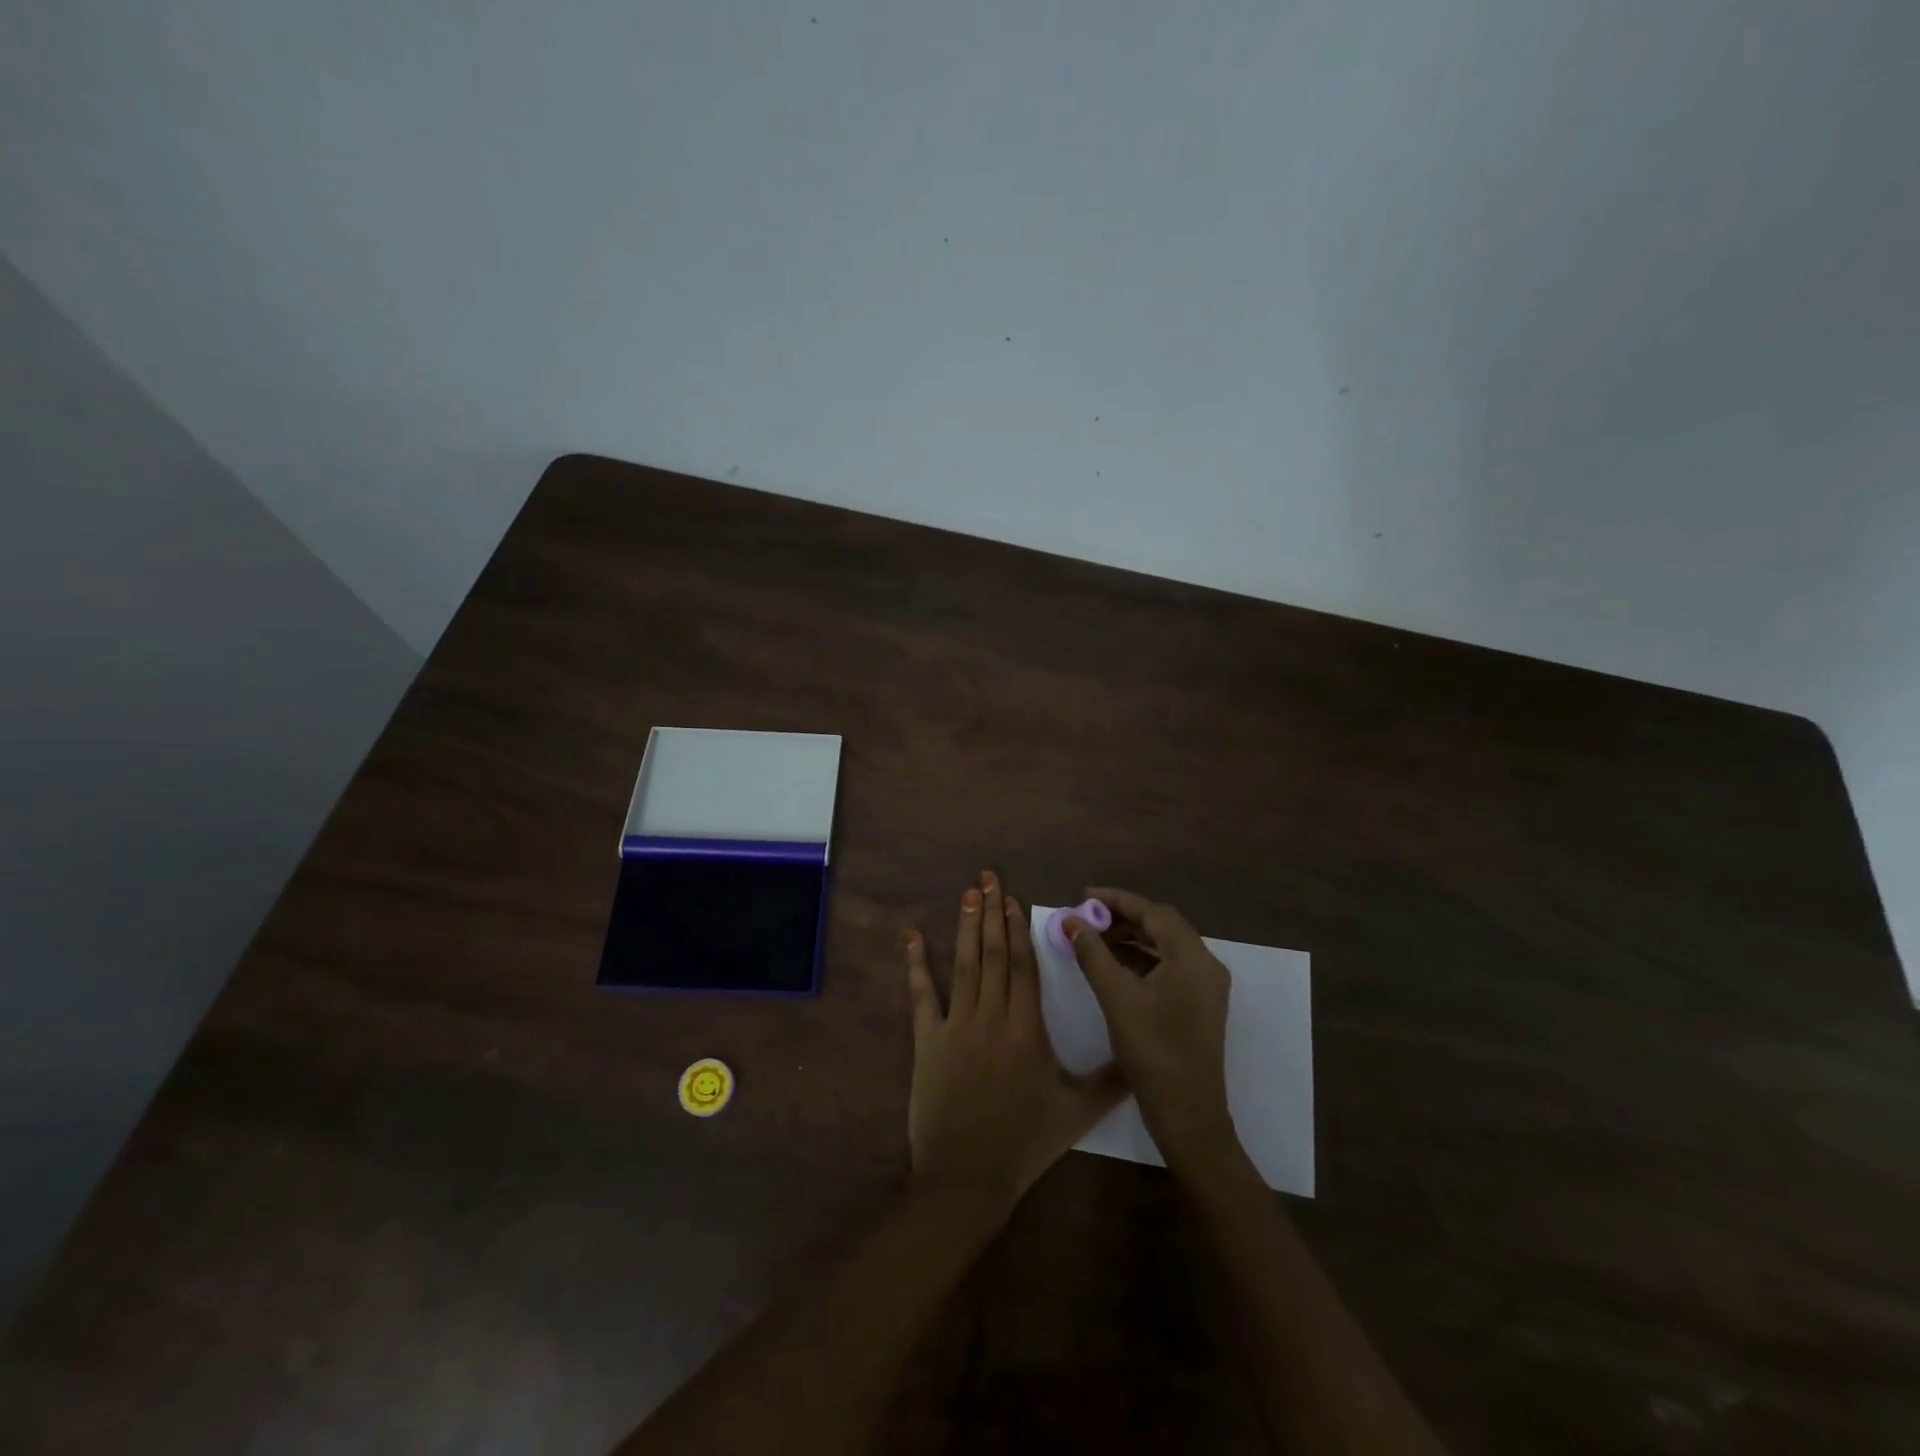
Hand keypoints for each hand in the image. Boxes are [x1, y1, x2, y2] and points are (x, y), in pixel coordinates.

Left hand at [906, 871, 1127, 1214]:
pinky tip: (912, 937)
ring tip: (967, 893)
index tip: (1013, 900)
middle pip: (993, 955)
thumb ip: (1111, 1081)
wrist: (968, 1176)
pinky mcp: (927, 1041)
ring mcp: (956, 1026)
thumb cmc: (1024, 1143)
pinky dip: (916, 965)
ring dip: (965, 927)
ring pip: (964, 966)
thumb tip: (1141, 1057)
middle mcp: (992, 1016)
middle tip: (987, 877)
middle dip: (991, 913)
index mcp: (1026, 1029)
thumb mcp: (1077, 1113)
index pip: (1023, 967)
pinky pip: (921, 996)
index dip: (1017, 930)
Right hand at [1063, 887, 1235, 1166]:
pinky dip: (1143, 958)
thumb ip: (1093, 954)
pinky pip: (1171, 966)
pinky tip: (1116, 966)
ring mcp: (1207, 987)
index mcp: (1192, 958)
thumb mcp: (1116, 997)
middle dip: (1124, 918)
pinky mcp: (1200, 1005)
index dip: (1117, 900)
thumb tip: (1071, 921)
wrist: (1188, 1114)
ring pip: (1167, 946)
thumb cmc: (1152, 1051)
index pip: (1153, 912)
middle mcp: (1206, 965)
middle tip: (1088, 919)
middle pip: (1163, 926)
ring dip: (1133, 938)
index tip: (1084, 895)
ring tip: (1096, 939)